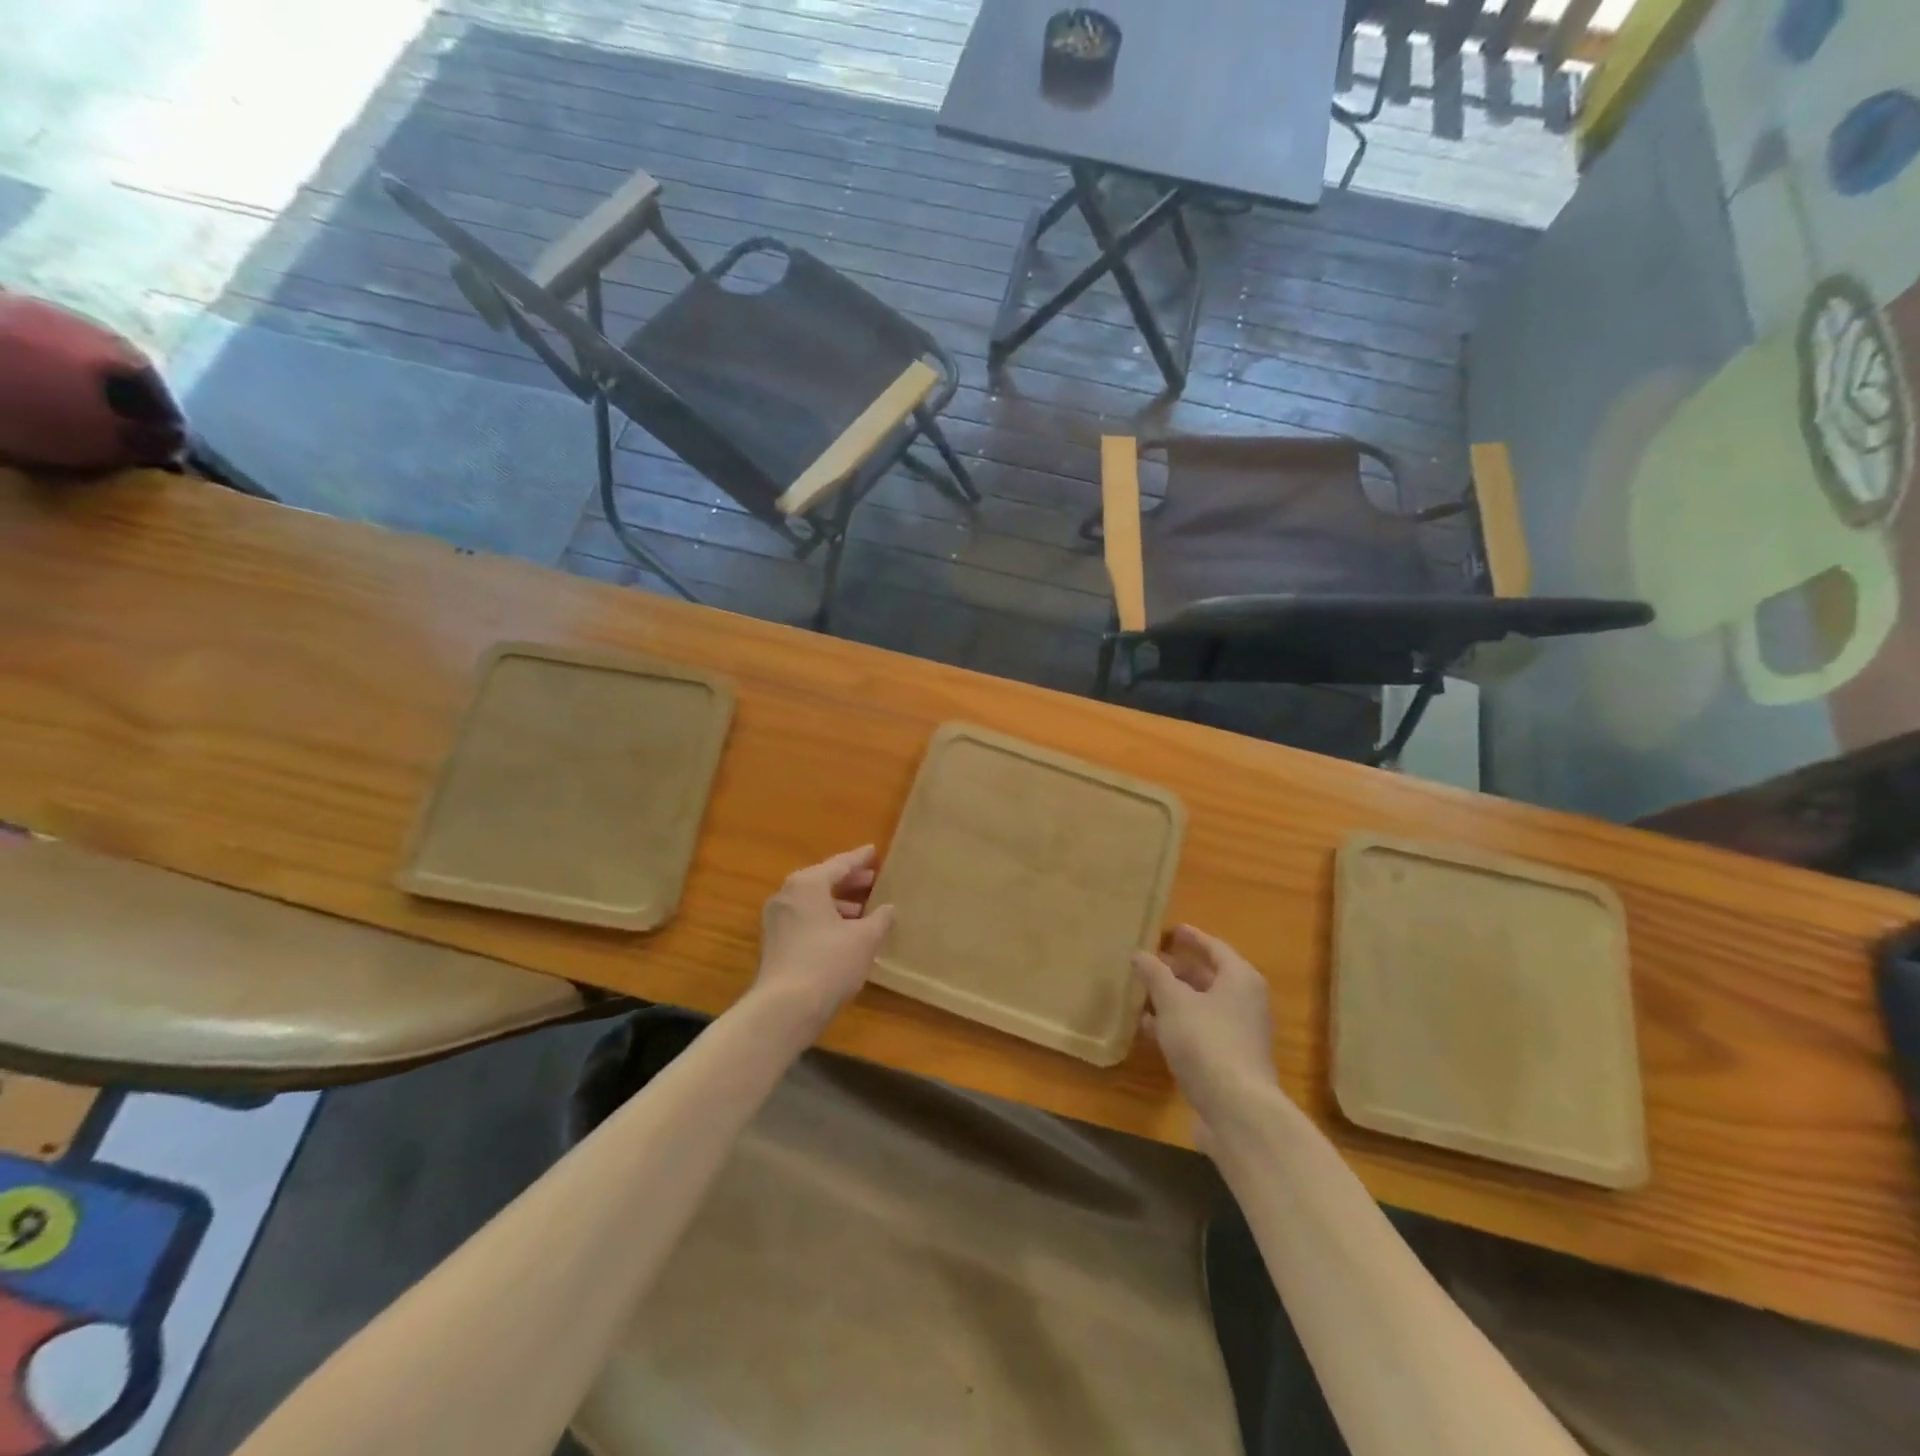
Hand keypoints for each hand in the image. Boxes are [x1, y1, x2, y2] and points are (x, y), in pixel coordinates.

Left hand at [754, 845, 894, 1035]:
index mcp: (807, 884)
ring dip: (838, 904)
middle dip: (849, 881)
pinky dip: (825, 919)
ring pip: (813, 902)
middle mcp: (787, 895)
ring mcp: (776, 920)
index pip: (839, 864)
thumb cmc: (829, 963)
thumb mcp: (865, 939)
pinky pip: (805, 919)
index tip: (874, 852)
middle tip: (874, 880)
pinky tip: (845, 933)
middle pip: (823, 881)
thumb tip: (888, 908)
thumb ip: (880, 918)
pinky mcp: (774, 943)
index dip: (860, 859)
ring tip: (864, 910)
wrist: (785, 1008)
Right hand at [1134, 925, 1275, 1132]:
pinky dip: (1177, 1026)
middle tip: (1148, 962)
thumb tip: (1140, 954)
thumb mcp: (1174, 1001)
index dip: (1190, 937)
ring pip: (1202, 1007)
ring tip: (1141, 993)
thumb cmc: (1207, 1042)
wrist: (1237, 1110)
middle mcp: (1245, 1003)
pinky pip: (1199, 1032)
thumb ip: (1155, 974)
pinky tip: (1149, 1030)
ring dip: (1173, 1000)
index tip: (1168, 930)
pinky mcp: (1229, 1062)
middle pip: (1209, 977)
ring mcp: (1239, 1035)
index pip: (1214, 947)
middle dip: (1177, 970)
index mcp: (1240, 979)